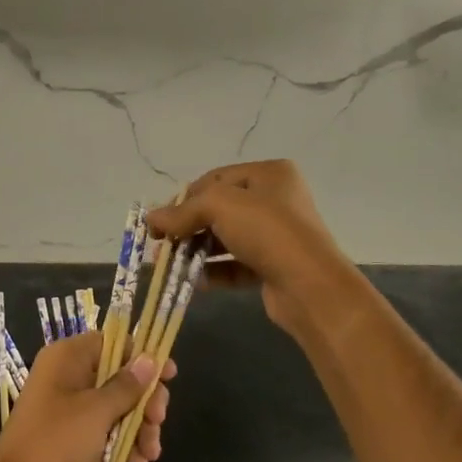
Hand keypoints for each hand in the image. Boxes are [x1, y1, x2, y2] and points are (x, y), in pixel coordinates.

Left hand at [0, 332, 174, 461]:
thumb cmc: (56, 440)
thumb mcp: (97, 411)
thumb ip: (127, 385)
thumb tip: (149, 359)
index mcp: (67, 358)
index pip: (112, 342)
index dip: (142, 357)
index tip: (169, 375)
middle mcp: (67, 377)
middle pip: (118, 377)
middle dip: (144, 400)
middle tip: (159, 421)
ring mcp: (68, 409)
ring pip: (115, 408)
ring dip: (137, 427)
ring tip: (150, 452)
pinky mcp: (70, 438)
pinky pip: (104, 432)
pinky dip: (122, 444)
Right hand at [144, 159, 355, 338]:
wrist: (310, 286)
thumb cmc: (267, 231)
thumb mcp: (220, 207)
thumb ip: (183, 211)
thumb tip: (150, 218)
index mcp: (269, 175)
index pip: (215, 179)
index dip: (185, 198)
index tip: (159, 220)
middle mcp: (275, 200)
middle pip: (219, 209)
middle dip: (188, 226)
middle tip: (160, 244)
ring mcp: (276, 235)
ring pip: (226, 238)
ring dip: (197, 250)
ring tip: (170, 264)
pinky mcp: (273, 266)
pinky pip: (236, 264)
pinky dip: (214, 271)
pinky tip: (195, 281)